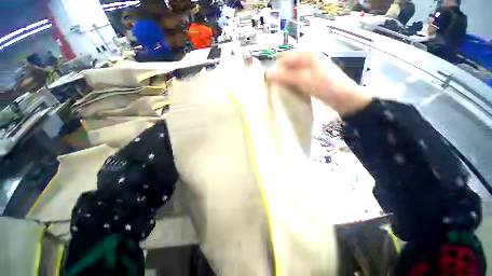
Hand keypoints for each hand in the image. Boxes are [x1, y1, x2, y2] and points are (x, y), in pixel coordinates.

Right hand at [267, 52, 370, 116]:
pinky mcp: (312, 81)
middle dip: (280, 75)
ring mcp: (311, 71)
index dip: (276, 67)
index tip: (269, 79)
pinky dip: (292, 86)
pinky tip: (288, 92)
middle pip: (289, 66)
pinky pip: (298, 81)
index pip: (286, 58)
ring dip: (285, 81)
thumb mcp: (303, 80)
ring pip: (293, 74)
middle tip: (273, 86)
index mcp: (308, 55)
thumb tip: (268, 74)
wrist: (344, 98)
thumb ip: (285, 76)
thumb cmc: (325, 86)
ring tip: (278, 90)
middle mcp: (309, 61)